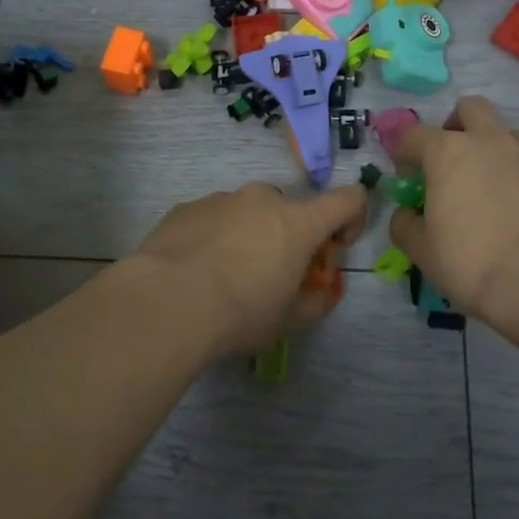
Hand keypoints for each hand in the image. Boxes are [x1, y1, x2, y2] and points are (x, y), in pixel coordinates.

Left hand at [132, 182, 367, 355]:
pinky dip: (215, 237)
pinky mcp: (186, 208)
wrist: (166, 302)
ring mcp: (221, 199)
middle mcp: (262, 199)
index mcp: (298, 222)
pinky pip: (213, 218)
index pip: (347, 199)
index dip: (352, 219)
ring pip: (249, 212)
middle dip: (291, 236)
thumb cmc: (240, 313)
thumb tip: (319, 292)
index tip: (334, 249)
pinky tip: (196, 271)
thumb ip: (314, 301)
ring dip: (250, 236)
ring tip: (226, 277)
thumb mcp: (288, 320)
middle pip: (291, 209)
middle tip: (273, 275)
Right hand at [388, 96, 518, 327]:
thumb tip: (407, 214)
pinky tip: (509, 205)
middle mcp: (487, 142)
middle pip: (470, 108)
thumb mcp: (420, 248)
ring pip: (504, 131)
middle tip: (448, 159)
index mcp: (447, 152)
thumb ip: (405, 223)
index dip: (402, 151)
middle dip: (455, 125)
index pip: (413, 135)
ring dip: (489, 145)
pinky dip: (513, 172)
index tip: (403, 174)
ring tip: (482, 181)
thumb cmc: (468, 260)